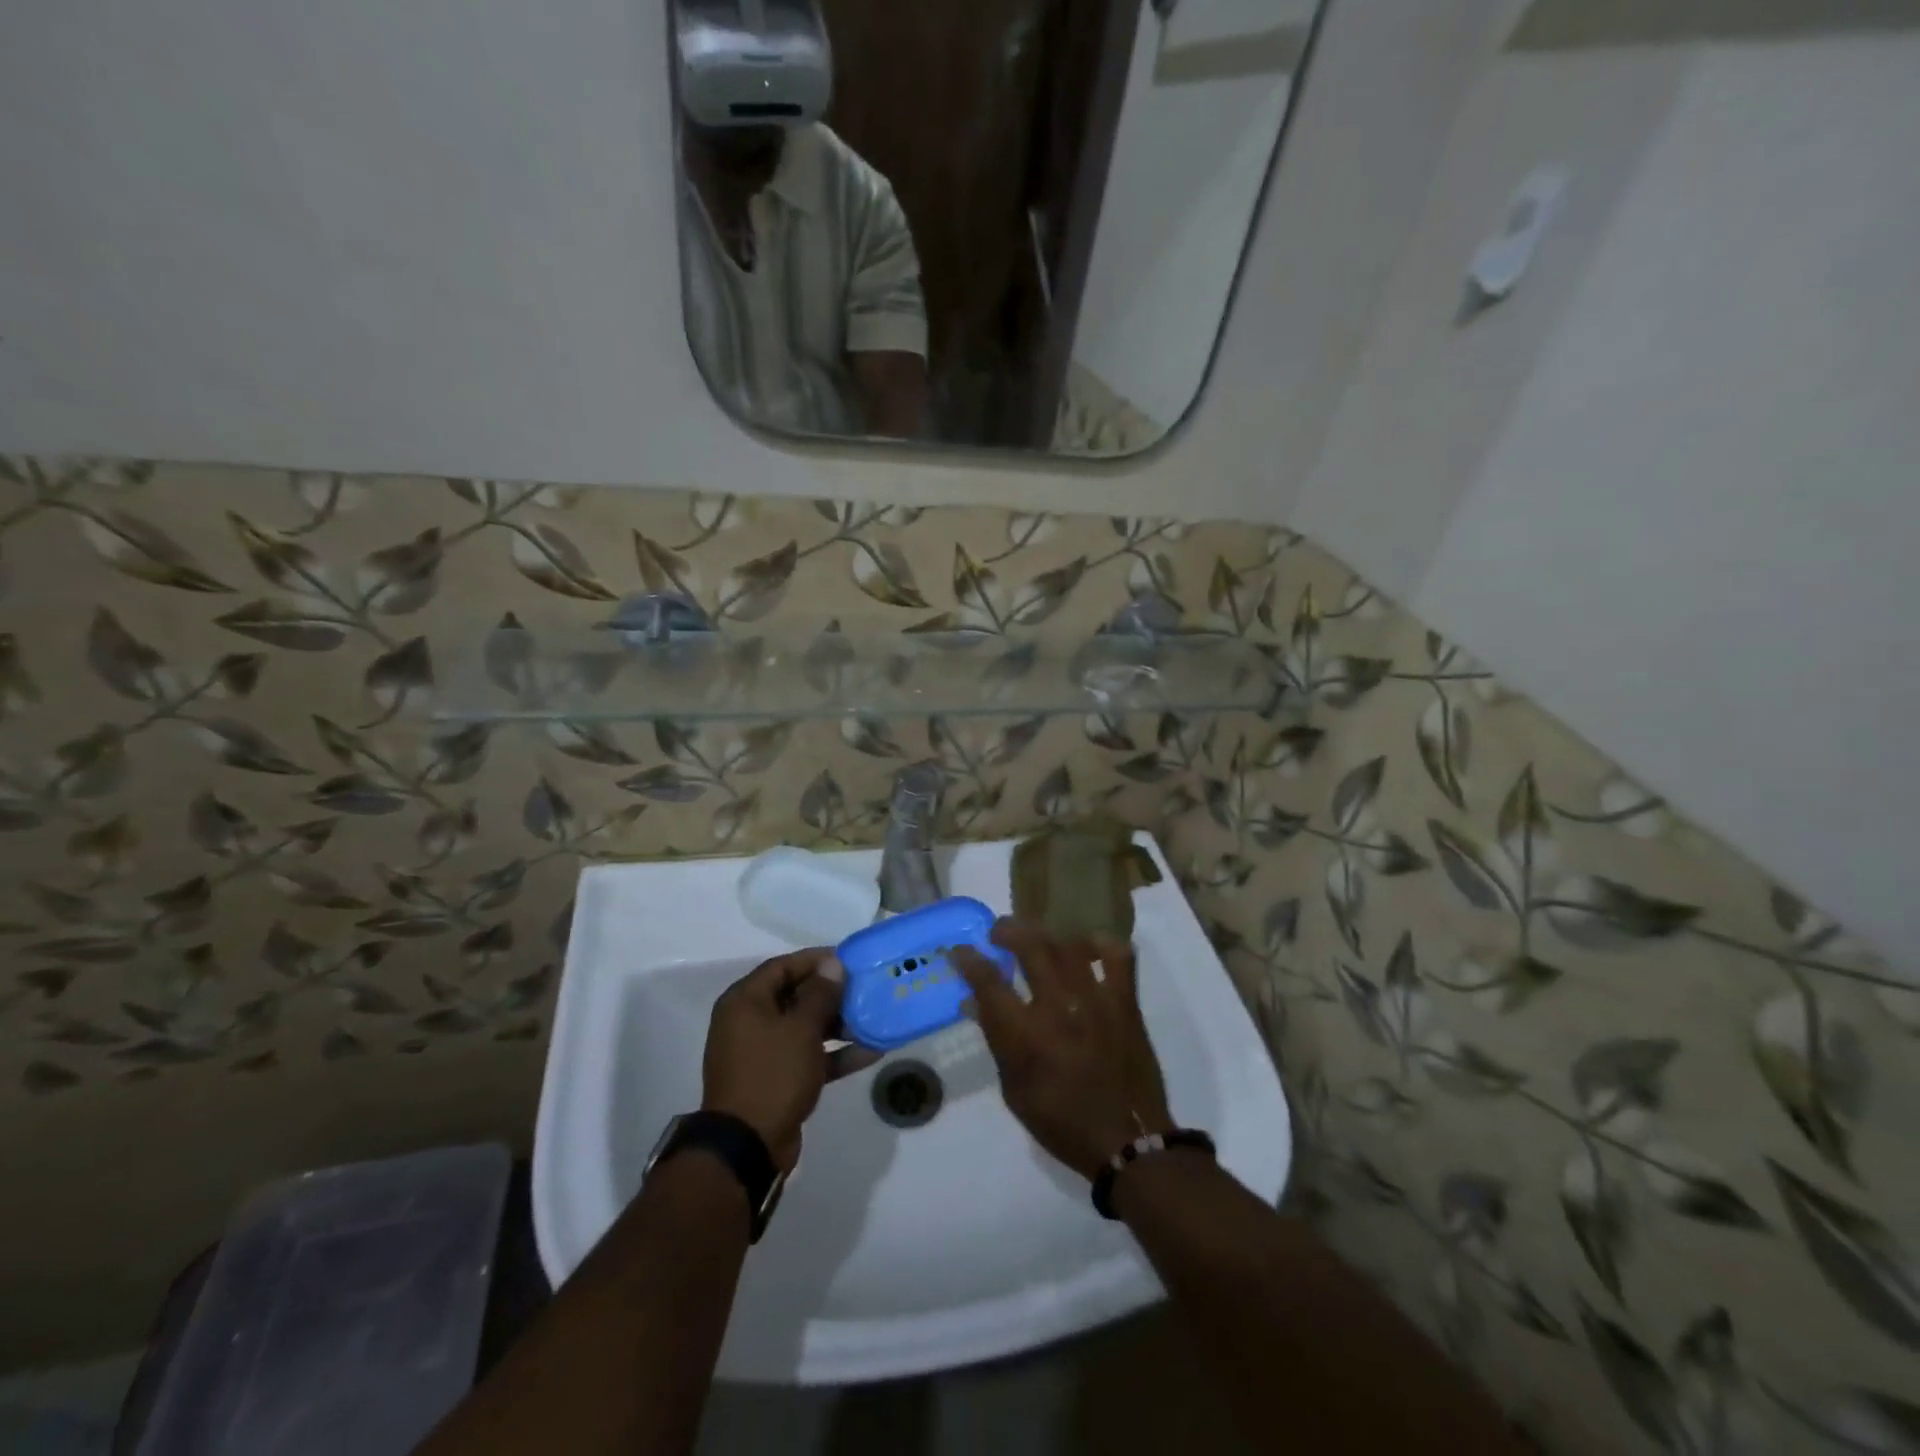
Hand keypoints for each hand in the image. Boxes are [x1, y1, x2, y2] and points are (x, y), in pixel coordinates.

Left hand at [702, 949, 850, 1172]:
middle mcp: (750, 1022)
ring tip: (874, 1018)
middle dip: (831, 993)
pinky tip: (870, 1052)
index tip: (848, 960)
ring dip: (838, 1024)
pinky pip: (808, 1056)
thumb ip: (820, 994)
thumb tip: (833, 964)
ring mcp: (763, 1053)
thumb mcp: (801, 1029)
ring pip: (804, 1027)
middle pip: (795, 996)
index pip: (783, 966)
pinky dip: (834, 1054)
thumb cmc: (772, 1074)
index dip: (815, 960)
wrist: (748, 1146)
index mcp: (745, 1002)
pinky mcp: (777, 1080)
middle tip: (865, 988)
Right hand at [956, 921, 1171, 1180]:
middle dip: (1008, 930)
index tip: (960, 950)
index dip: (969, 960)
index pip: (988, 983)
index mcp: (1026, 1037)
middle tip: (999, 932)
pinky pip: (1118, 956)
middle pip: (1030, 946)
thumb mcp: (1015, 1091)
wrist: (1128, 1141)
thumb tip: (975, 1003)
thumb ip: (997, 1041)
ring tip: (1039, 938)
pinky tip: (1088, 947)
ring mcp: (1096, 1000)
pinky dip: (1102, 944)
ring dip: (1047, 934)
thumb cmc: (1063, 1122)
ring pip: (1069, 944)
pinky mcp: (1126, 1002)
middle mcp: (1059, 1008)